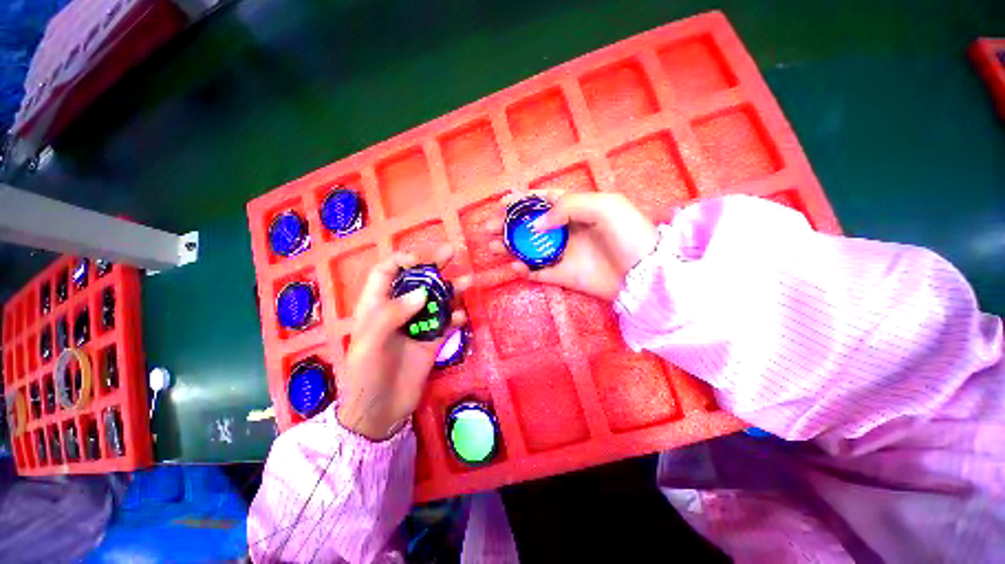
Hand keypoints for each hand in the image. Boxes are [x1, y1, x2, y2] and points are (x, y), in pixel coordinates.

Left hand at [338, 245, 469, 440]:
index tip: (423, 258)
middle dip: (432, 265)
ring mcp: (417, 325)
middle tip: (452, 253)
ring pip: (436, 300)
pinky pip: (446, 322)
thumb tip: (423, 292)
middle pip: (416, 280)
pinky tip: (460, 318)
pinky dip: (454, 317)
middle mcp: (398, 310)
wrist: (380, 413)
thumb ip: (392, 314)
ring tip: (467, 282)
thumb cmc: (365, 376)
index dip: (404, 259)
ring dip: (451, 290)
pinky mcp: (432, 340)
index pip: (387, 271)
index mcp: (376, 306)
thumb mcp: (370, 343)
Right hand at [487, 191, 657, 300]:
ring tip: (492, 246)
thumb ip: (568, 207)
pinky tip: (514, 266)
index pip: (543, 201)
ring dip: (509, 246)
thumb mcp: (603, 206)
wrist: (643, 274)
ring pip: (529, 248)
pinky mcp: (563, 275)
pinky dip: (524, 269)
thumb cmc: (627, 233)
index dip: (522, 201)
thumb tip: (538, 223)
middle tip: (487, 228)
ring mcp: (563, 254)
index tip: (502, 203)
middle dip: (508, 224)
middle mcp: (566, 230)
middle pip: (530, 225)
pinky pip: (538, 272)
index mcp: (576, 209)